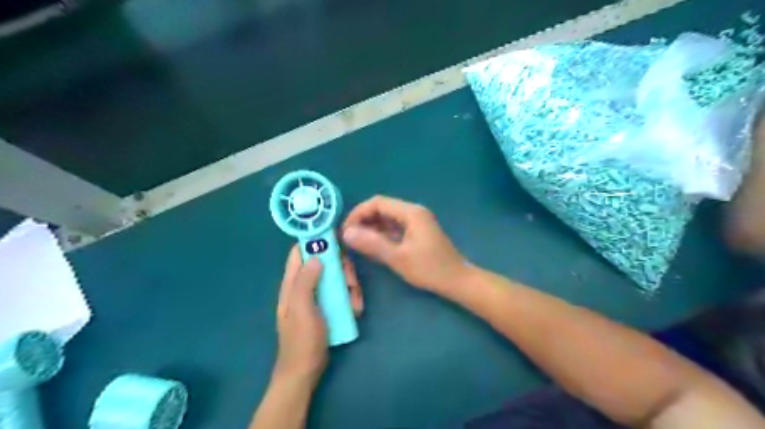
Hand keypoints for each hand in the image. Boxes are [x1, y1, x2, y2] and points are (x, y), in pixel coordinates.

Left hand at [273, 247, 361, 383]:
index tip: (336, 238)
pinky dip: (350, 298)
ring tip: (354, 300)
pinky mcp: (329, 307)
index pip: (299, 252)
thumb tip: (317, 256)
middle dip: (340, 267)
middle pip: (324, 263)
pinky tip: (355, 309)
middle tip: (350, 280)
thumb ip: (305, 282)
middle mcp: (305, 286)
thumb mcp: (302, 309)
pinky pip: (342, 293)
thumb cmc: (301, 340)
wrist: (305, 371)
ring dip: (349, 285)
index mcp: (292, 284)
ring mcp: (318, 297)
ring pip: (336, 278)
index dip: (315, 241)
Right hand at [343, 196, 473, 292]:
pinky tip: (373, 244)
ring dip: (372, 227)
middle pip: (382, 208)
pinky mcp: (417, 231)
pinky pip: (395, 227)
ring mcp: (416, 221)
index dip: (358, 213)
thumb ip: (372, 243)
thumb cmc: (430, 269)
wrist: (457, 281)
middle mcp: (413, 212)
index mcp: (411, 212)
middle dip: (363, 220)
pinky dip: (382, 233)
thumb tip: (346, 233)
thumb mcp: (398, 257)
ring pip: (388, 218)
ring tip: (357, 241)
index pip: (378, 202)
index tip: (345, 230)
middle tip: (348, 237)